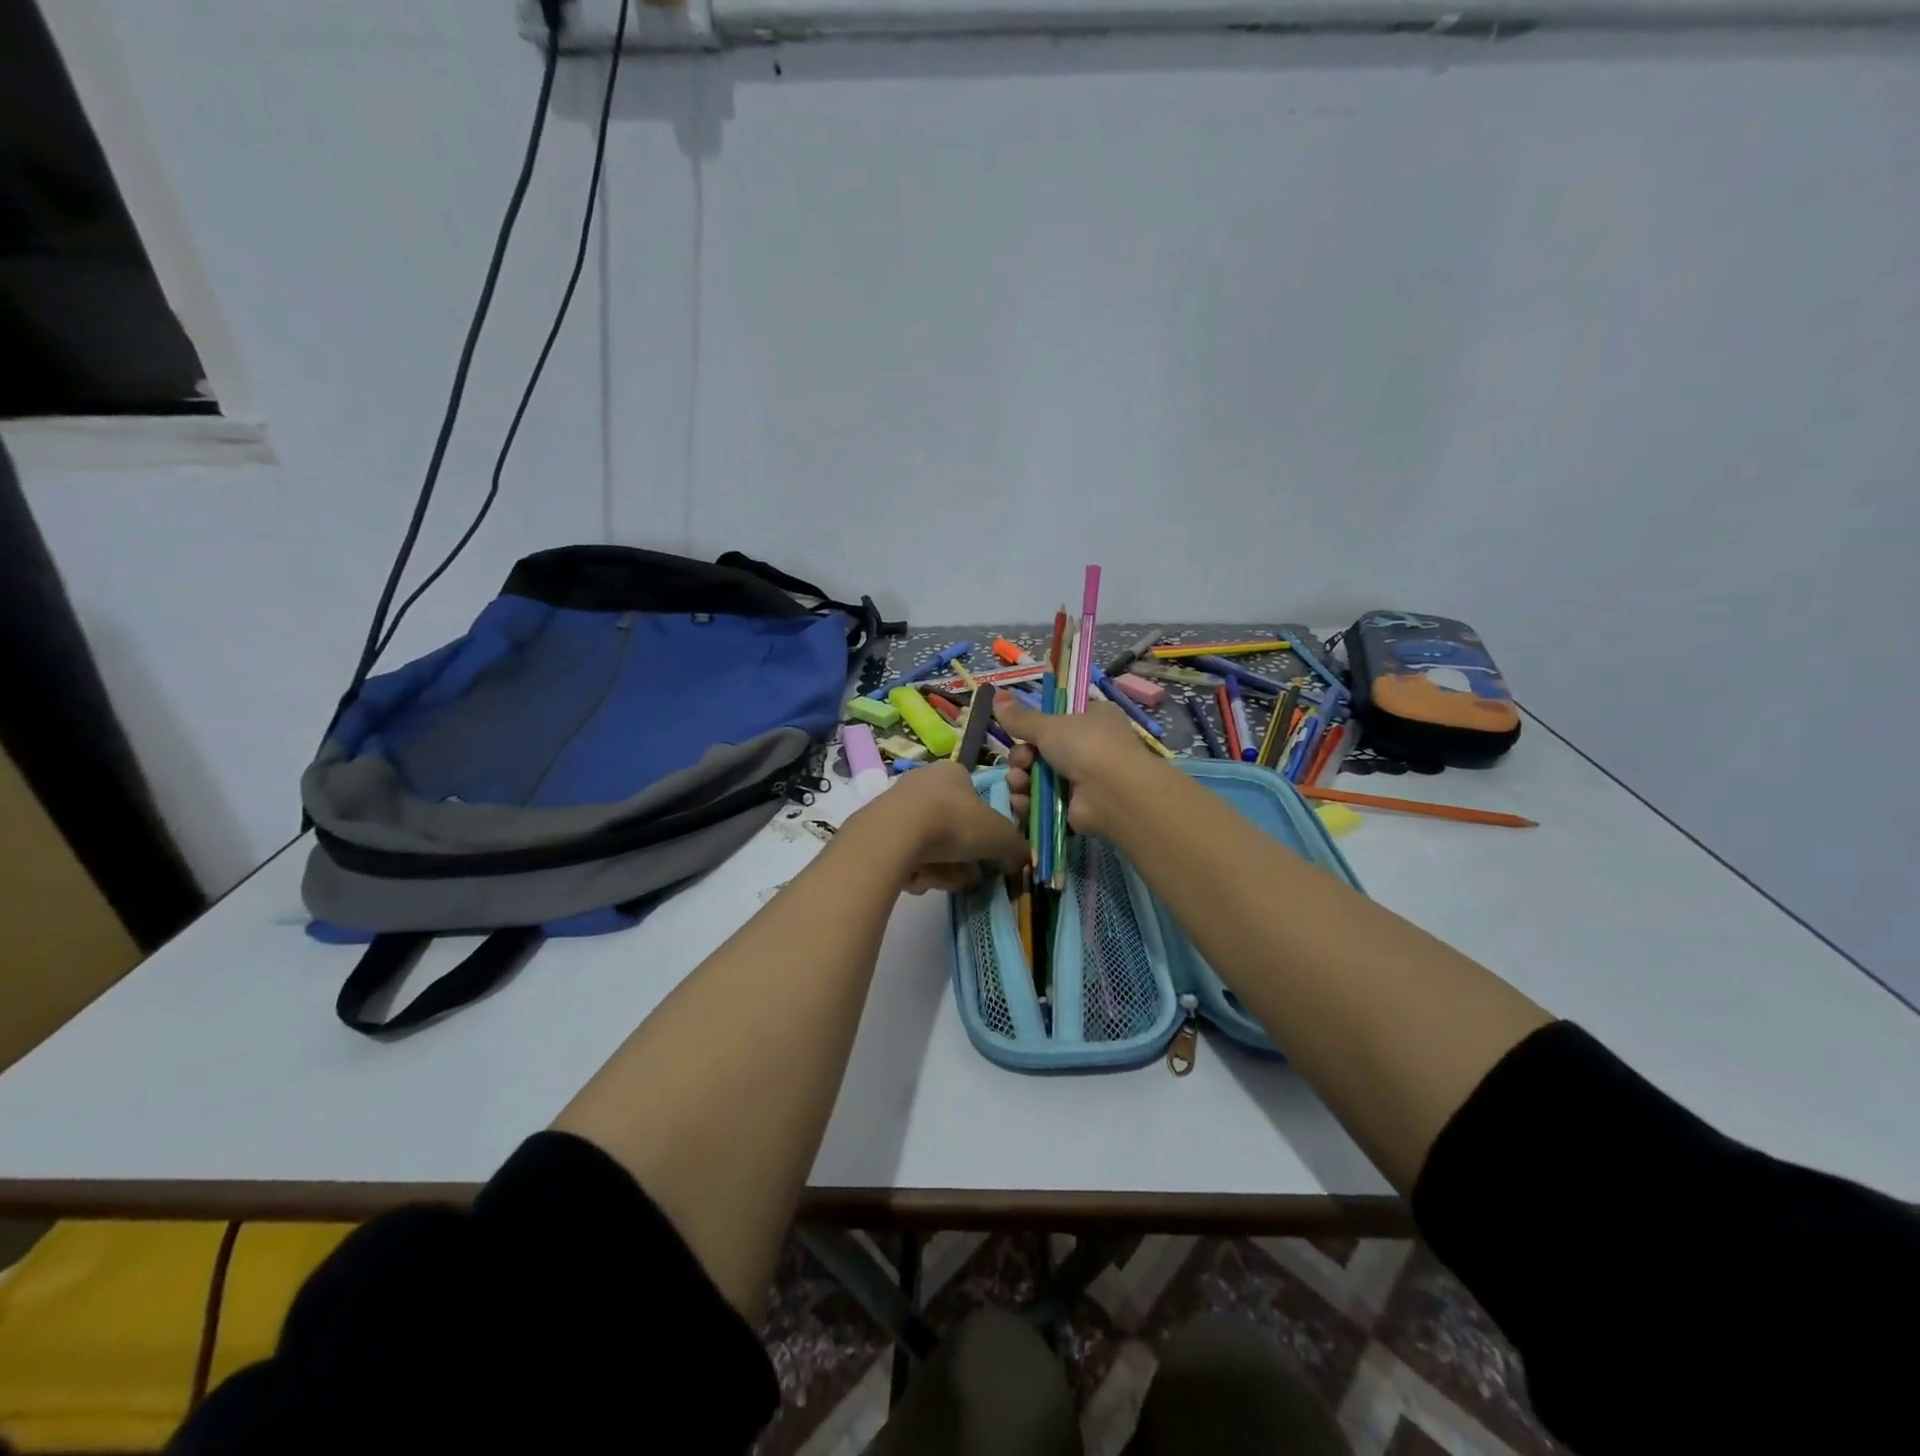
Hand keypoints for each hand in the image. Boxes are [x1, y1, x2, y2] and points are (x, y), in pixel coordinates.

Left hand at [853, 759, 1030, 893]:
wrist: (895, 834)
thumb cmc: (954, 822)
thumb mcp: (1000, 836)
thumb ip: (1016, 848)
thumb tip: (1020, 862)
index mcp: (953, 772)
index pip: (976, 799)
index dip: (986, 830)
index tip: (989, 853)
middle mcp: (923, 782)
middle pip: (953, 827)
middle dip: (963, 857)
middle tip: (969, 875)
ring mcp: (897, 806)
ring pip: (931, 846)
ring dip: (942, 868)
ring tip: (943, 880)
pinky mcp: (877, 831)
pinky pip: (906, 856)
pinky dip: (916, 870)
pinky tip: (917, 878)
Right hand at [993, 691, 1160, 838]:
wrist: (1113, 794)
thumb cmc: (1086, 746)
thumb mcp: (1049, 725)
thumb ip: (1021, 717)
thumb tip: (996, 694)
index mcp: (1092, 718)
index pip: (1057, 718)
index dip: (1034, 726)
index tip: (1018, 730)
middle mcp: (1089, 747)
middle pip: (1040, 750)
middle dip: (1022, 756)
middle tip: (1022, 761)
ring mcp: (1082, 779)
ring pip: (1037, 776)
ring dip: (1021, 779)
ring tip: (1019, 782)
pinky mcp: (1074, 807)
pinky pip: (1042, 801)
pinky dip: (1029, 801)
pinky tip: (1021, 800)